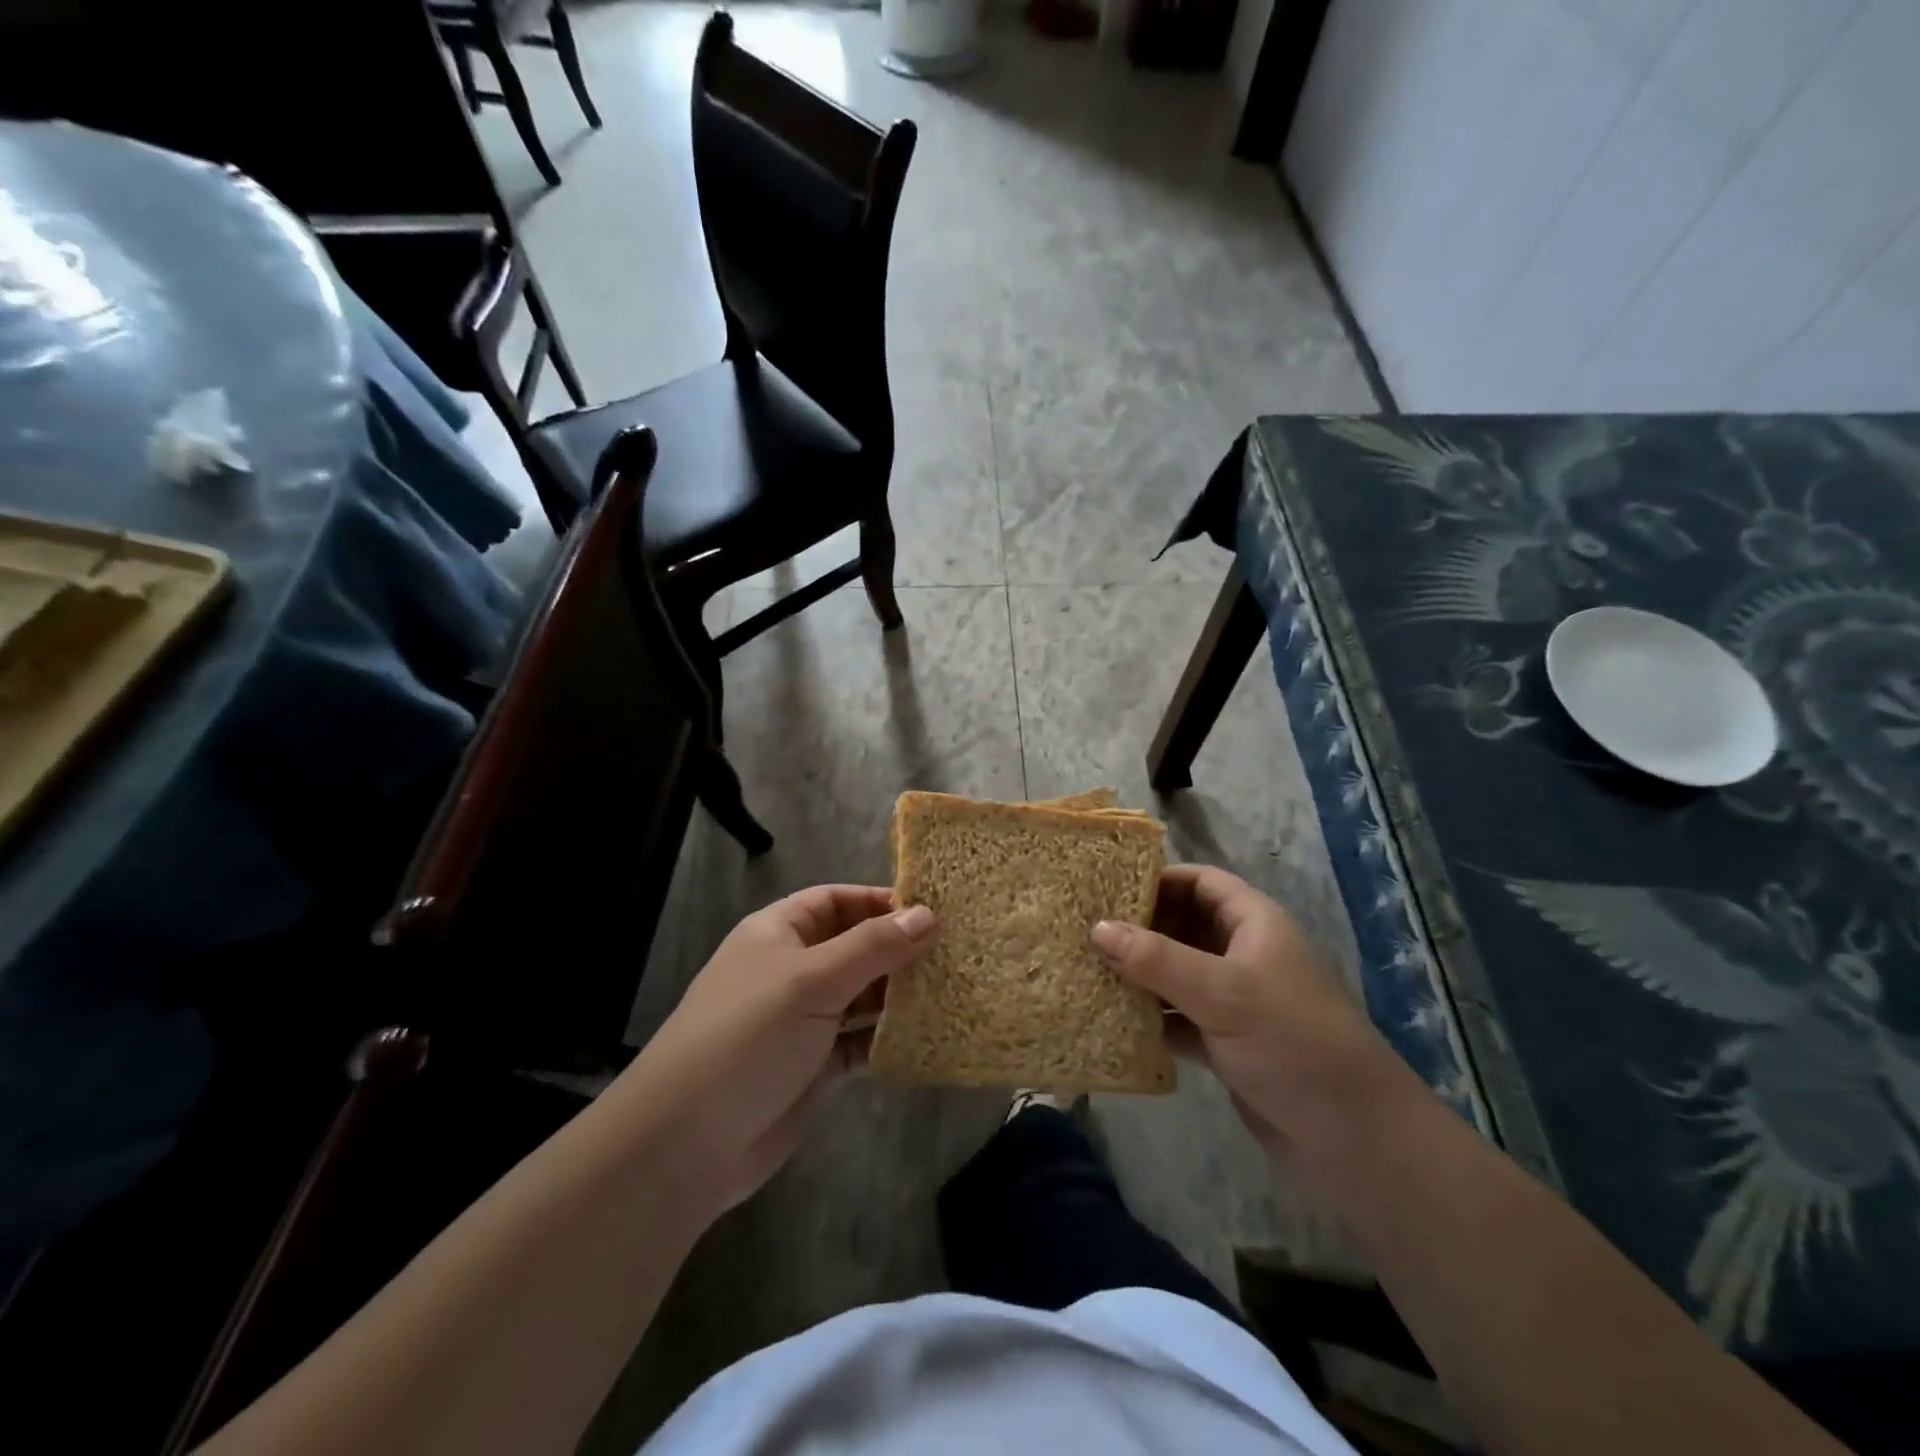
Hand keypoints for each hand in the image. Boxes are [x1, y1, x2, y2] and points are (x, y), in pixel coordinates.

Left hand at [618, 887, 936, 1217]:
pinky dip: (890, 1037)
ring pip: (862, 995)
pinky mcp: (815, 1065)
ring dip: (900, 994)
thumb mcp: (811, 980)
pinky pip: (862, 1040)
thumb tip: (928, 914)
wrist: (686, 1144)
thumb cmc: (747, 1036)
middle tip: (955, 952)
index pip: (836, 900)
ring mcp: (804, 1020)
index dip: (880, 901)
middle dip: (899, 948)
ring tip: (953, 988)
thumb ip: (873, 947)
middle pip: (854, 946)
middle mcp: (792, 970)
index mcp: (779, 933)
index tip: (933, 909)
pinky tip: (929, 1036)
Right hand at [1091, 865, 1409, 1157]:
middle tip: (1084, 932)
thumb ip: (1157, 959)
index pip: (1200, 882)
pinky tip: (1110, 1019)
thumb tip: (1097, 927)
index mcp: (1253, 924)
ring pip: (1176, 974)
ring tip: (1085, 971)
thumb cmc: (1293, 1042)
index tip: (1106, 888)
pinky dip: (1150, 1017)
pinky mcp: (1226, 1044)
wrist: (1355, 1140)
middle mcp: (1242, 955)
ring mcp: (1234, 1001)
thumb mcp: (1222, 993)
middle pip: (1182, 925)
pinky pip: (1178, 1017)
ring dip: (1138, 975)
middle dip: (1138, 929)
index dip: (1157, 879)